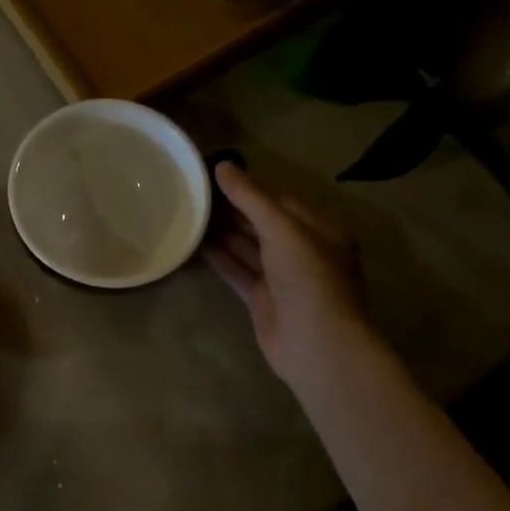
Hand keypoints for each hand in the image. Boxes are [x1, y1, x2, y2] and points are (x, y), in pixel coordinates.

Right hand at [204, 163, 369, 390]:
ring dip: (223, 231)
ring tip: (190, 212)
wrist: (317, 345)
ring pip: (248, 247)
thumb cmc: (308, 278)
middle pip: (262, 222)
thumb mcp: (283, 229)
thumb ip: (251, 198)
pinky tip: (195, 243)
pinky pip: (238, 271)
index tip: (216, 174)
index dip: (249, 186)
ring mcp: (281, 277)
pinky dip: (219, 258)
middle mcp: (302, 250)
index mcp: (319, 229)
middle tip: (196, 192)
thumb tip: (223, 165)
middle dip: (233, 208)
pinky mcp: (263, 299)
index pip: (280, 199)